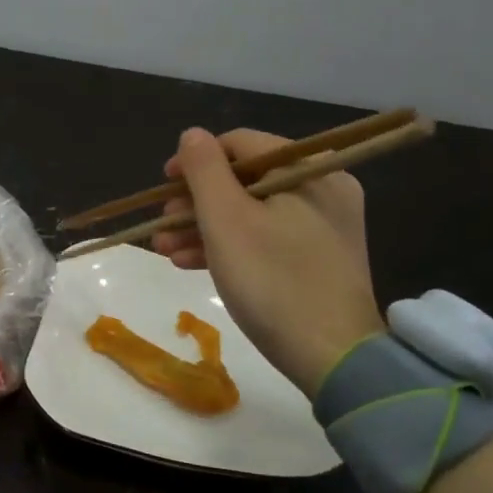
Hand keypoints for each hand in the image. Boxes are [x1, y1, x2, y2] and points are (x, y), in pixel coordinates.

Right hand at [154, 127, 384, 396]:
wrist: (333, 358)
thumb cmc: (272, 280)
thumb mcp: (226, 220)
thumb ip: (205, 170)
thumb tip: (192, 134)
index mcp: (308, 169)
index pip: (241, 144)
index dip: (195, 161)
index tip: (163, 186)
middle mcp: (322, 188)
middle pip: (243, 180)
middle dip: (194, 202)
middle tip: (160, 226)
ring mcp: (322, 226)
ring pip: (250, 212)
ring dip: (202, 227)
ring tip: (164, 250)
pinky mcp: (317, 259)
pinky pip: (265, 238)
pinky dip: (228, 246)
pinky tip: (188, 263)